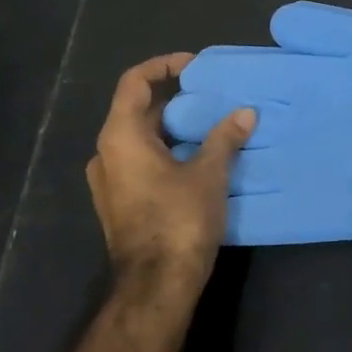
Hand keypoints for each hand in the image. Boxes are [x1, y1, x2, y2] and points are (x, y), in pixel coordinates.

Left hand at [85, 53, 254, 303]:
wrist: (156, 285)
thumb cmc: (179, 220)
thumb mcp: (209, 174)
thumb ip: (225, 138)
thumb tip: (245, 113)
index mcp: (120, 137)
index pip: (134, 83)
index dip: (163, 66)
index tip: (195, 66)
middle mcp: (106, 154)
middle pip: (138, 111)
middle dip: (175, 99)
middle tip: (212, 97)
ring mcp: (109, 181)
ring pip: (140, 138)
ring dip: (173, 128)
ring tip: (211, 125)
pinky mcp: (119, 202)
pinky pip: (141, 161)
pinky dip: (167, 150)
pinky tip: (199, 159)